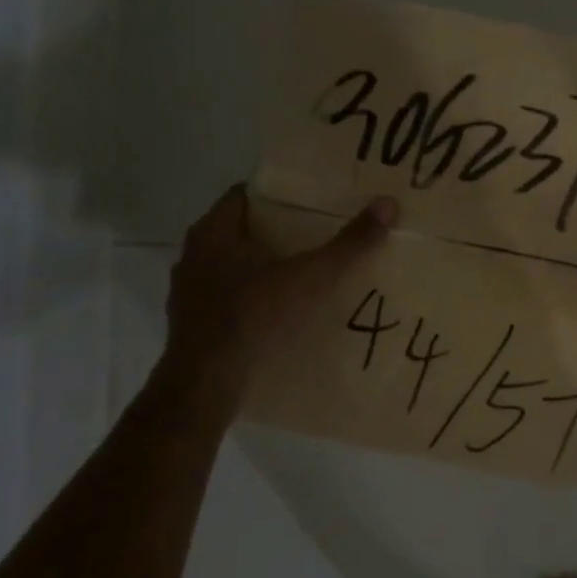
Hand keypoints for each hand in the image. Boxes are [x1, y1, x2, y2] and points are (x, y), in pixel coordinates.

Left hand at [154, 184, 397, 407]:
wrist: (205, 382)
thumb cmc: (254, 316)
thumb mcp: (310, 277)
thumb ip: (348, 244)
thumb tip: (388, 203)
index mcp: (213, 232)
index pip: (245, 195)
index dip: (279, 195)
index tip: (311, 201)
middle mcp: (194, 255)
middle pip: (240, 231)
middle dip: (276, 232)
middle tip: (316, 235)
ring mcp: (189, 291)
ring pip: (231, 267)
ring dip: (261, 268)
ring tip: (301, 274)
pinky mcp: (192, 323)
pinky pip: (227, 298)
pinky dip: (251, 299)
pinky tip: (277, 313)